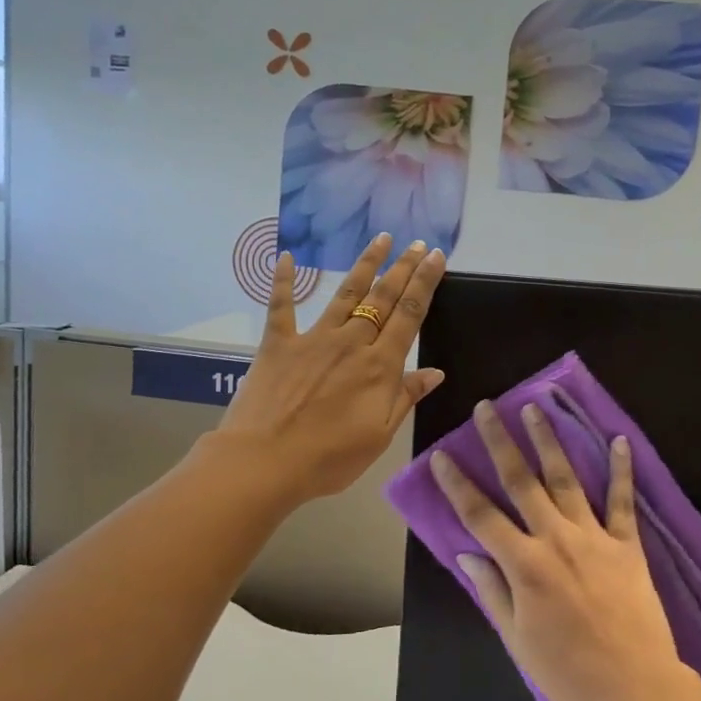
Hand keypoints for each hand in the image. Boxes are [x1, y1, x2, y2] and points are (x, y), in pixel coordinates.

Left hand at [218, 233, 445, 505]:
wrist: (264, 462)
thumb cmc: (328, 457)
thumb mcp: (379, 435)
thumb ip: (406, 397)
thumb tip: (435, 371)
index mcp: (379, 366)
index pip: (410, 315)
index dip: (425, 283)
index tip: (436, 257)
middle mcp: (351, 342)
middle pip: (382, 298)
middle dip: (403, 268)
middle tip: (418, 243)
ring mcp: (313, 339)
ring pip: (345, 294)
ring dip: (365, 265)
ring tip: (380, 239)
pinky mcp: (278, 344)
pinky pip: (281, 306)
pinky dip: (283, 281)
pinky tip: (288, 257)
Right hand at [431, 401, 692, 700]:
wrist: (635, 688)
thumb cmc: (568, 672)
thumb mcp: (516, 640)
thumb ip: (492, 591)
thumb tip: (467, 553)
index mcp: (524, 564)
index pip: (480, 515)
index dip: (457, 484)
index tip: (441, 455)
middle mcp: (555, 538)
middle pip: (521, 481)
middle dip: (500, 441)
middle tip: (487, 408)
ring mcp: (594, 536)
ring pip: (566, 478)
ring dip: (548, 440)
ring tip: (536, 407)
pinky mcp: (627, 544)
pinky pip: (623, 500)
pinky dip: (621, 469)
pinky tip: (619, 439)